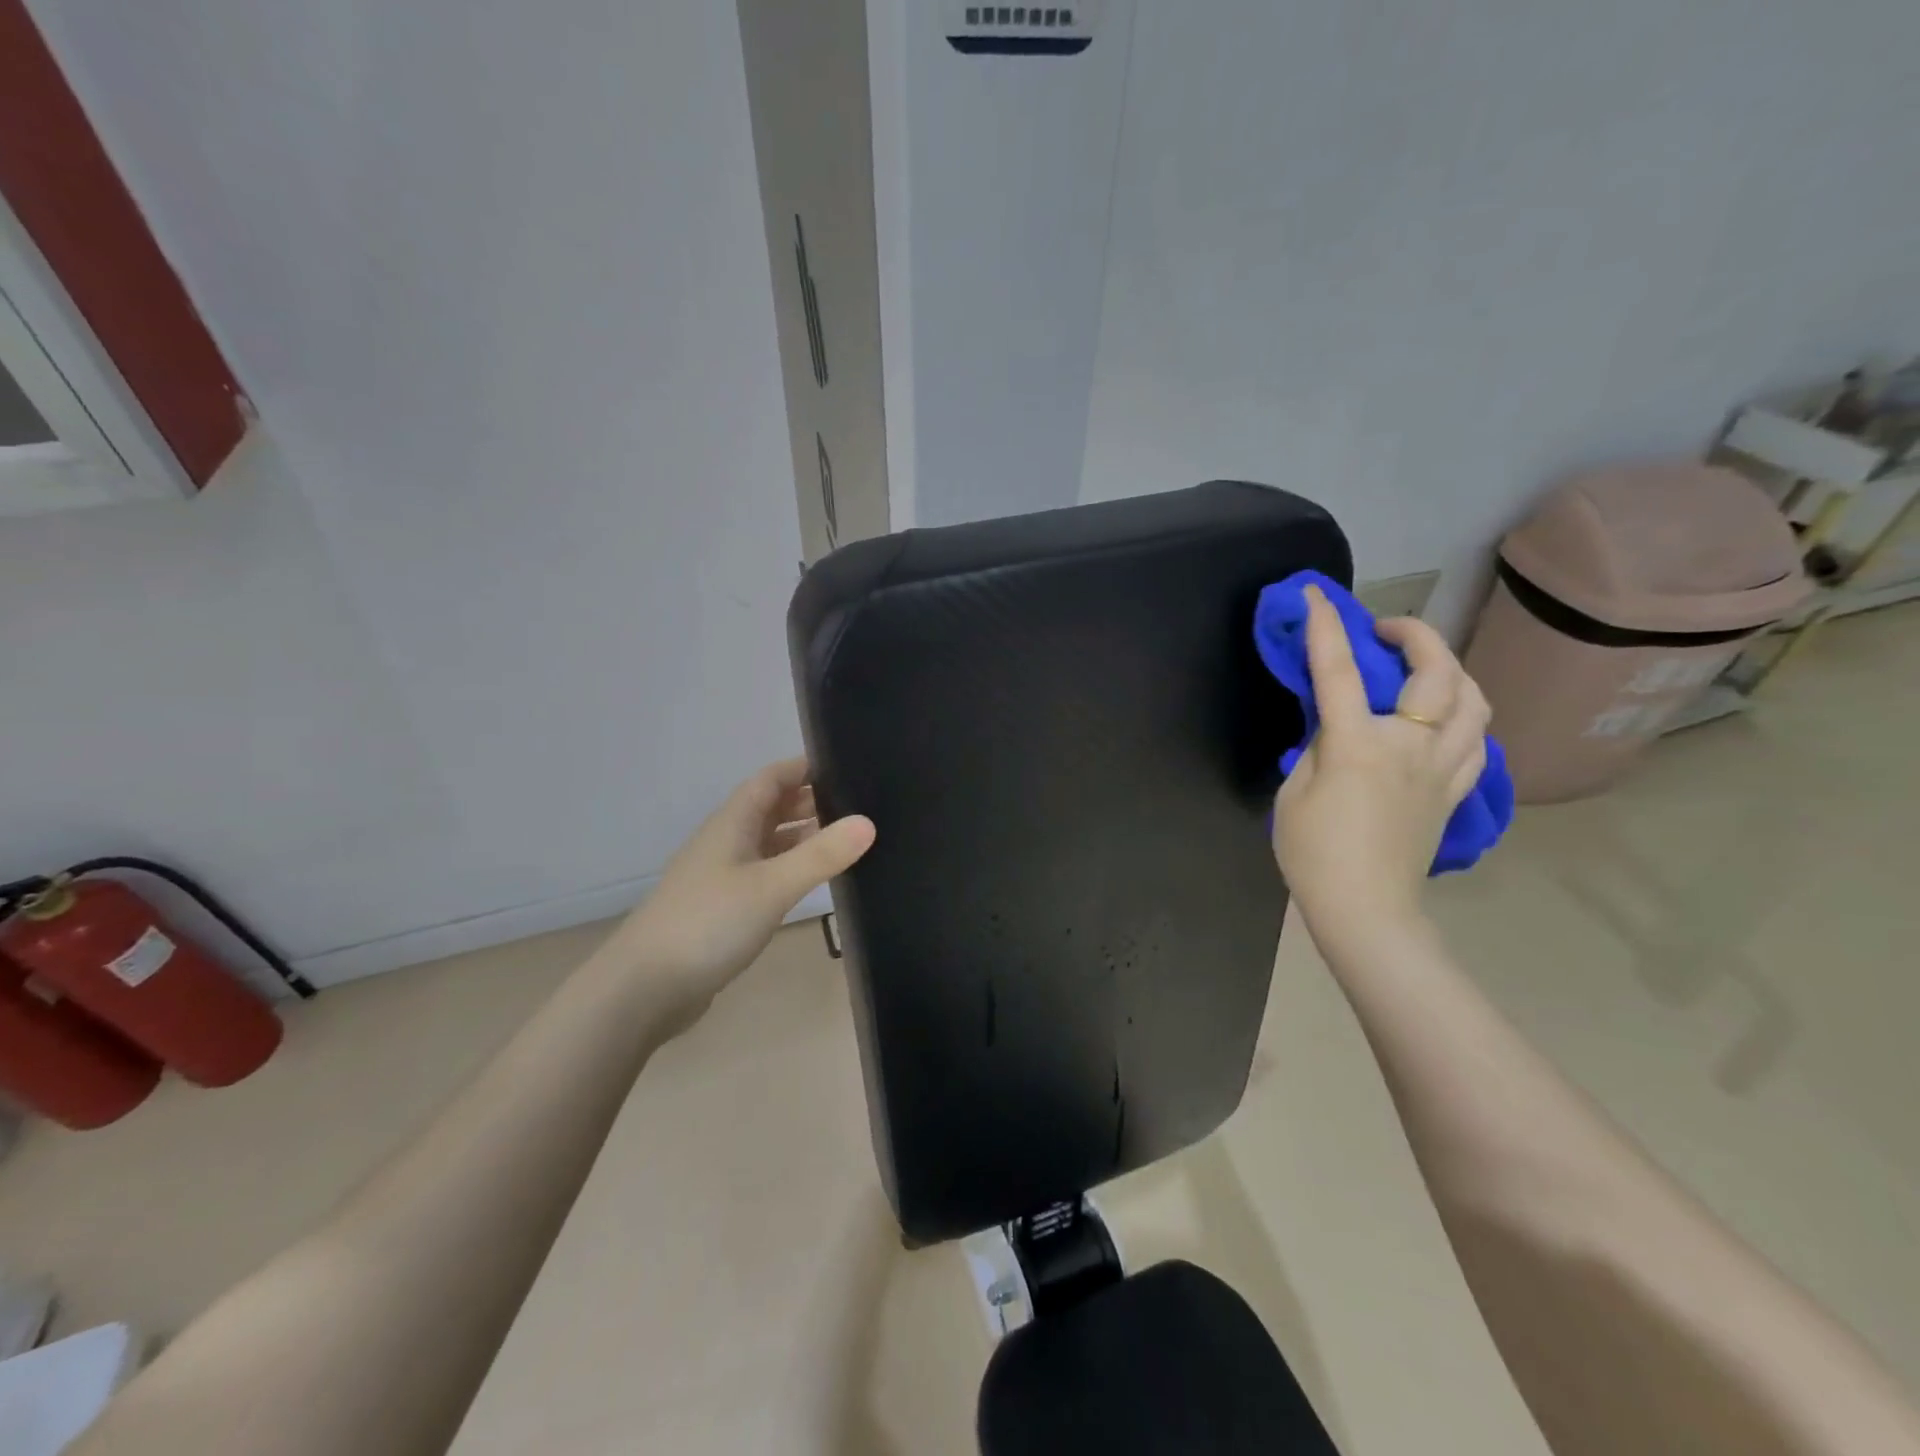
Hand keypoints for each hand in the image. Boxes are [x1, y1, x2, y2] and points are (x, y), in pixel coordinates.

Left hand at [607, 759, 875, 1009]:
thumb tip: (869, 822)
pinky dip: (790, 868)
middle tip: (859, 804)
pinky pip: (765, 873)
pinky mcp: (723, 909)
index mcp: (732, 823)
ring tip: (847, 840)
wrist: (644, 989)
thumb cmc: (708, 924)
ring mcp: (722, 876)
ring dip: (802, 836)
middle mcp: (726, 842)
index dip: (804, 767)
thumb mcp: (772, 886)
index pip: (771, 778)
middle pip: (771, 808)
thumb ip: (821, 855)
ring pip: (769, 842)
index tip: (846, 764)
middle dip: (810, 801)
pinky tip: (813, 882)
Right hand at [1273, 587, 1488, 949]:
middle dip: (1414, 634)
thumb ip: (1316, 747)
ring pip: (1474, 699)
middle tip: (1386, 630)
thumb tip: (1335, 724)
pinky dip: (1464, 715)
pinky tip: (1443, 718)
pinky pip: (1478, 739)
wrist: (1365, 908)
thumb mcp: (1292, 792)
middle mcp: (1410, 745)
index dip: (1326, 628)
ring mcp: (1443, 768)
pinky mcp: (1457, 790)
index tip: (1316, 597)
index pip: (1339, 671)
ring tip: (1424, 668)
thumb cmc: (1313, 853)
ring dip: (1450, 669)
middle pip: (1436, 672)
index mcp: (1358, 745)